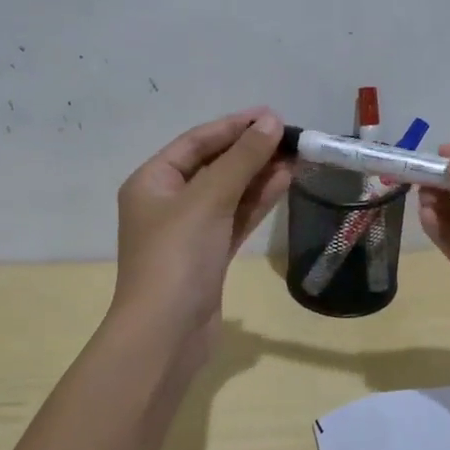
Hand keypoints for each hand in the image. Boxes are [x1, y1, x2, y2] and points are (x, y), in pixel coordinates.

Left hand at [110, 109, 291, 373]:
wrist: (166, 334)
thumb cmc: (178, 256)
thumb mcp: (209, 199)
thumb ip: (242, 159)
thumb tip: (271, 122)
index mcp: (152, 181)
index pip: (196, 142)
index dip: (234, 126)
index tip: (272, 115)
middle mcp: (167, 201)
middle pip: (214, 165)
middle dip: (251, 150)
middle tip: (291, 137)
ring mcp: (189, 230)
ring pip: (229, 192)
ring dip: (259, 175)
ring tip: (296, 157)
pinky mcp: (209, 254)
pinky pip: (236, 217)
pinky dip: (258, 201)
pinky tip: (286, 183)